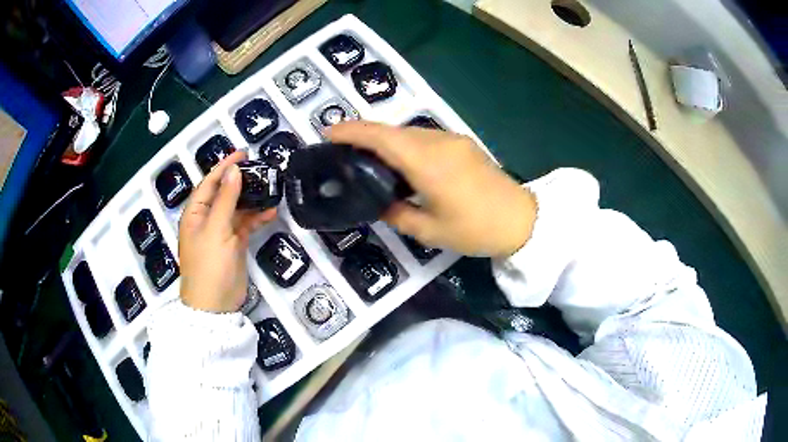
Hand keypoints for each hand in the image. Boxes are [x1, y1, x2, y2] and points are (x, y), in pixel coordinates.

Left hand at [178, 151, 276, 312]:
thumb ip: (226, 199)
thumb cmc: (209, 265)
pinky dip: (257, 217)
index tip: (243, 153)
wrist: (215, 305)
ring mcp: (221, 232)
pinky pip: (246, 224)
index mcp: (196, 213)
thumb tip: (234, 170)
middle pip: (224, 193)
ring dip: (252, 198)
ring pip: (237, 208)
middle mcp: (207, 219)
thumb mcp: (216, 229)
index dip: (225, 167)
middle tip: (261, 168)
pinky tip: (271, 211)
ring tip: (270, 186)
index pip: (210, 183)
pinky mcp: (234, 244)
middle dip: (241, 180)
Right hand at [328, 121, 536, 257]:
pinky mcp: (462, 143)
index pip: (381, 137)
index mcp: (427, 163)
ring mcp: (452, 140)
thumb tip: (377, 203)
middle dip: (364, 134)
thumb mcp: (430, 231)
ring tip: (366, 156)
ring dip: (385, 139)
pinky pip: (425, 137)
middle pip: (393, 130)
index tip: (328, 134)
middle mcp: (438, 142)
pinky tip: (400, 161)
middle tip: (342, 150)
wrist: (522, 220)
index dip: (352, 131)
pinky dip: (404, 144)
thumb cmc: (475, 230)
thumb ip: (396, 214)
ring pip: (409, 132)